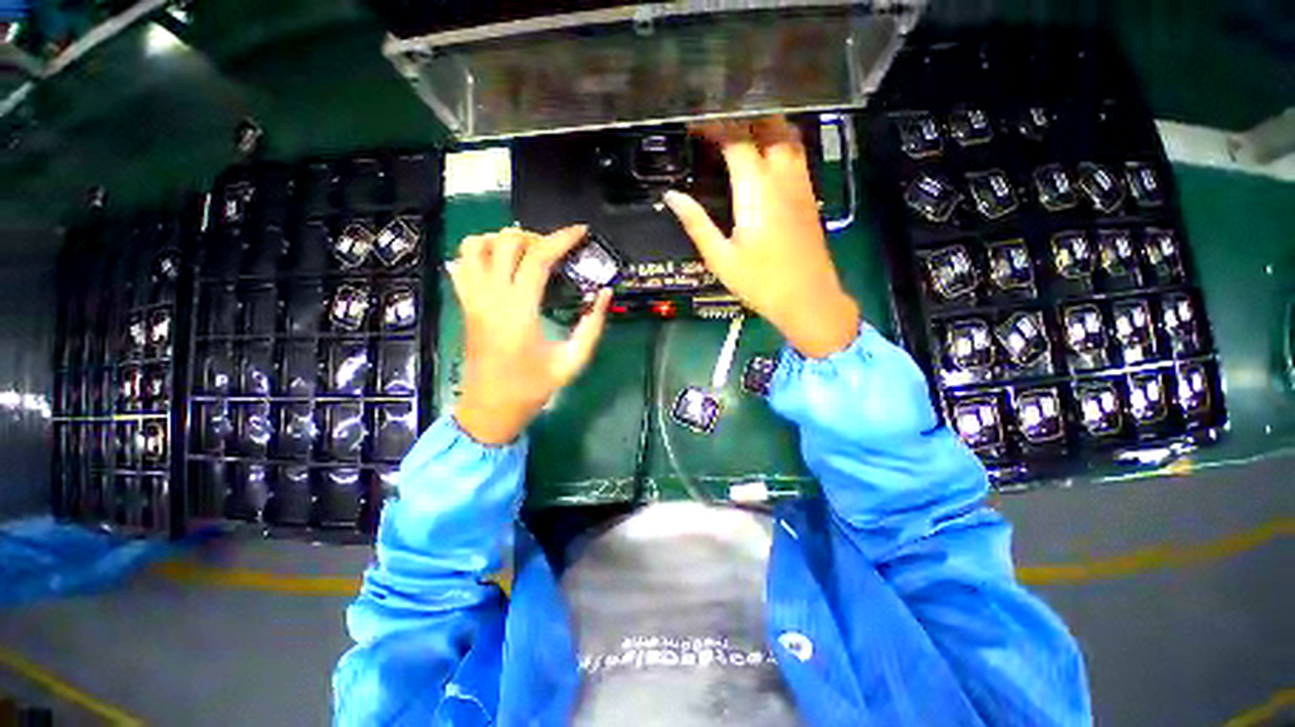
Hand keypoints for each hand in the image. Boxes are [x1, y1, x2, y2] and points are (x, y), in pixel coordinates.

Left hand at [450, 226, 611, 444]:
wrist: (490, 408)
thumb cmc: (533, 388)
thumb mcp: (572, 361)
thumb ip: (592, 327)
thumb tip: (605, 294)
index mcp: (519, 312)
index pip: (538, 258)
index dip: (562, 239)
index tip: (582, 231)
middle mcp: (491, 298)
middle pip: (507, 242)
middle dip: (537, 237)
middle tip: (559, 250)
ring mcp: (472, 299)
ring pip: (476, 245)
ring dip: (504, 240)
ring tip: (528, 253)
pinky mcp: (464, 304)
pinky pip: (462, 264)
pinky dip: (481, 252)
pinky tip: (502, 264)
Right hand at [664, 117, 859, 357]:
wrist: (808, 299)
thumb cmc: (760, 282)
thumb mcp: (720, 258)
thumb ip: (696, 223)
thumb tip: (672, 196)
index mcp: (757, 190)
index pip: (736, 139)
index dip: (714, 126)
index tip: (693, 125)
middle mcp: (783, 176)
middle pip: (768, 125)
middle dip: (741, 116)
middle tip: (715, 124)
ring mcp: (801, 183)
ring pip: (788, 134)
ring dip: (764, 124)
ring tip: (739, 130)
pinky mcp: (809, 194)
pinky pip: (797, 152)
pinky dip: (779, 140)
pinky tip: (765, 152)